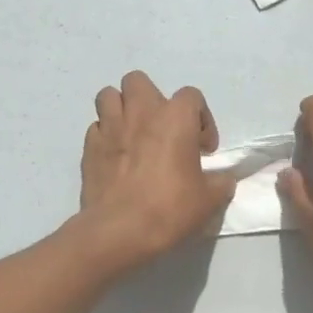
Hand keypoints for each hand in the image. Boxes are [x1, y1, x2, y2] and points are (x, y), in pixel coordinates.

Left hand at [76, 71, 236, 270]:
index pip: (192, 96)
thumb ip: (220, 183)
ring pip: (109, 95)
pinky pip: (96, 127)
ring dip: (121, 109)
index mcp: (175, 118)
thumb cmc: (169, 209)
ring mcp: (110, 127)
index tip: (202, 149)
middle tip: (161, 128)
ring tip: (132, 133)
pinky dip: (106, 135)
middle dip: (150, 99)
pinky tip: (115, 156)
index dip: (201, 119)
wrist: (119, 231)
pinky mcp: (89, 147)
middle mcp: (140, 112)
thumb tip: (223, 180)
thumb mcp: (208, 200)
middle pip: (139, 81)